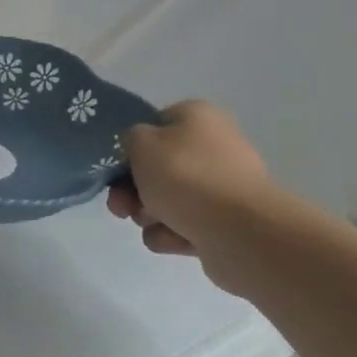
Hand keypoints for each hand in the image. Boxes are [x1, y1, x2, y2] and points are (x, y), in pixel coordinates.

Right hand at [107, 101, 275, 272]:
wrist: (239, 231)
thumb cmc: (185, 176)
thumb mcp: (141, 143)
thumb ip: (129, 138)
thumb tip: (138, 149)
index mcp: (199, 118)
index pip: (154, 125)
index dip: (131, 147)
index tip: (116, 167)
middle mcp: (214, 147)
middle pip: (157, 167)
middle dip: (132, 190)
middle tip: (121, 205)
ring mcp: (221, 188)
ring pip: (166, 199)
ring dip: (147, 214)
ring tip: (150, 223)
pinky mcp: (224, 223)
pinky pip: (183, 226)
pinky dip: (171, 234)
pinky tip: (173, 238)